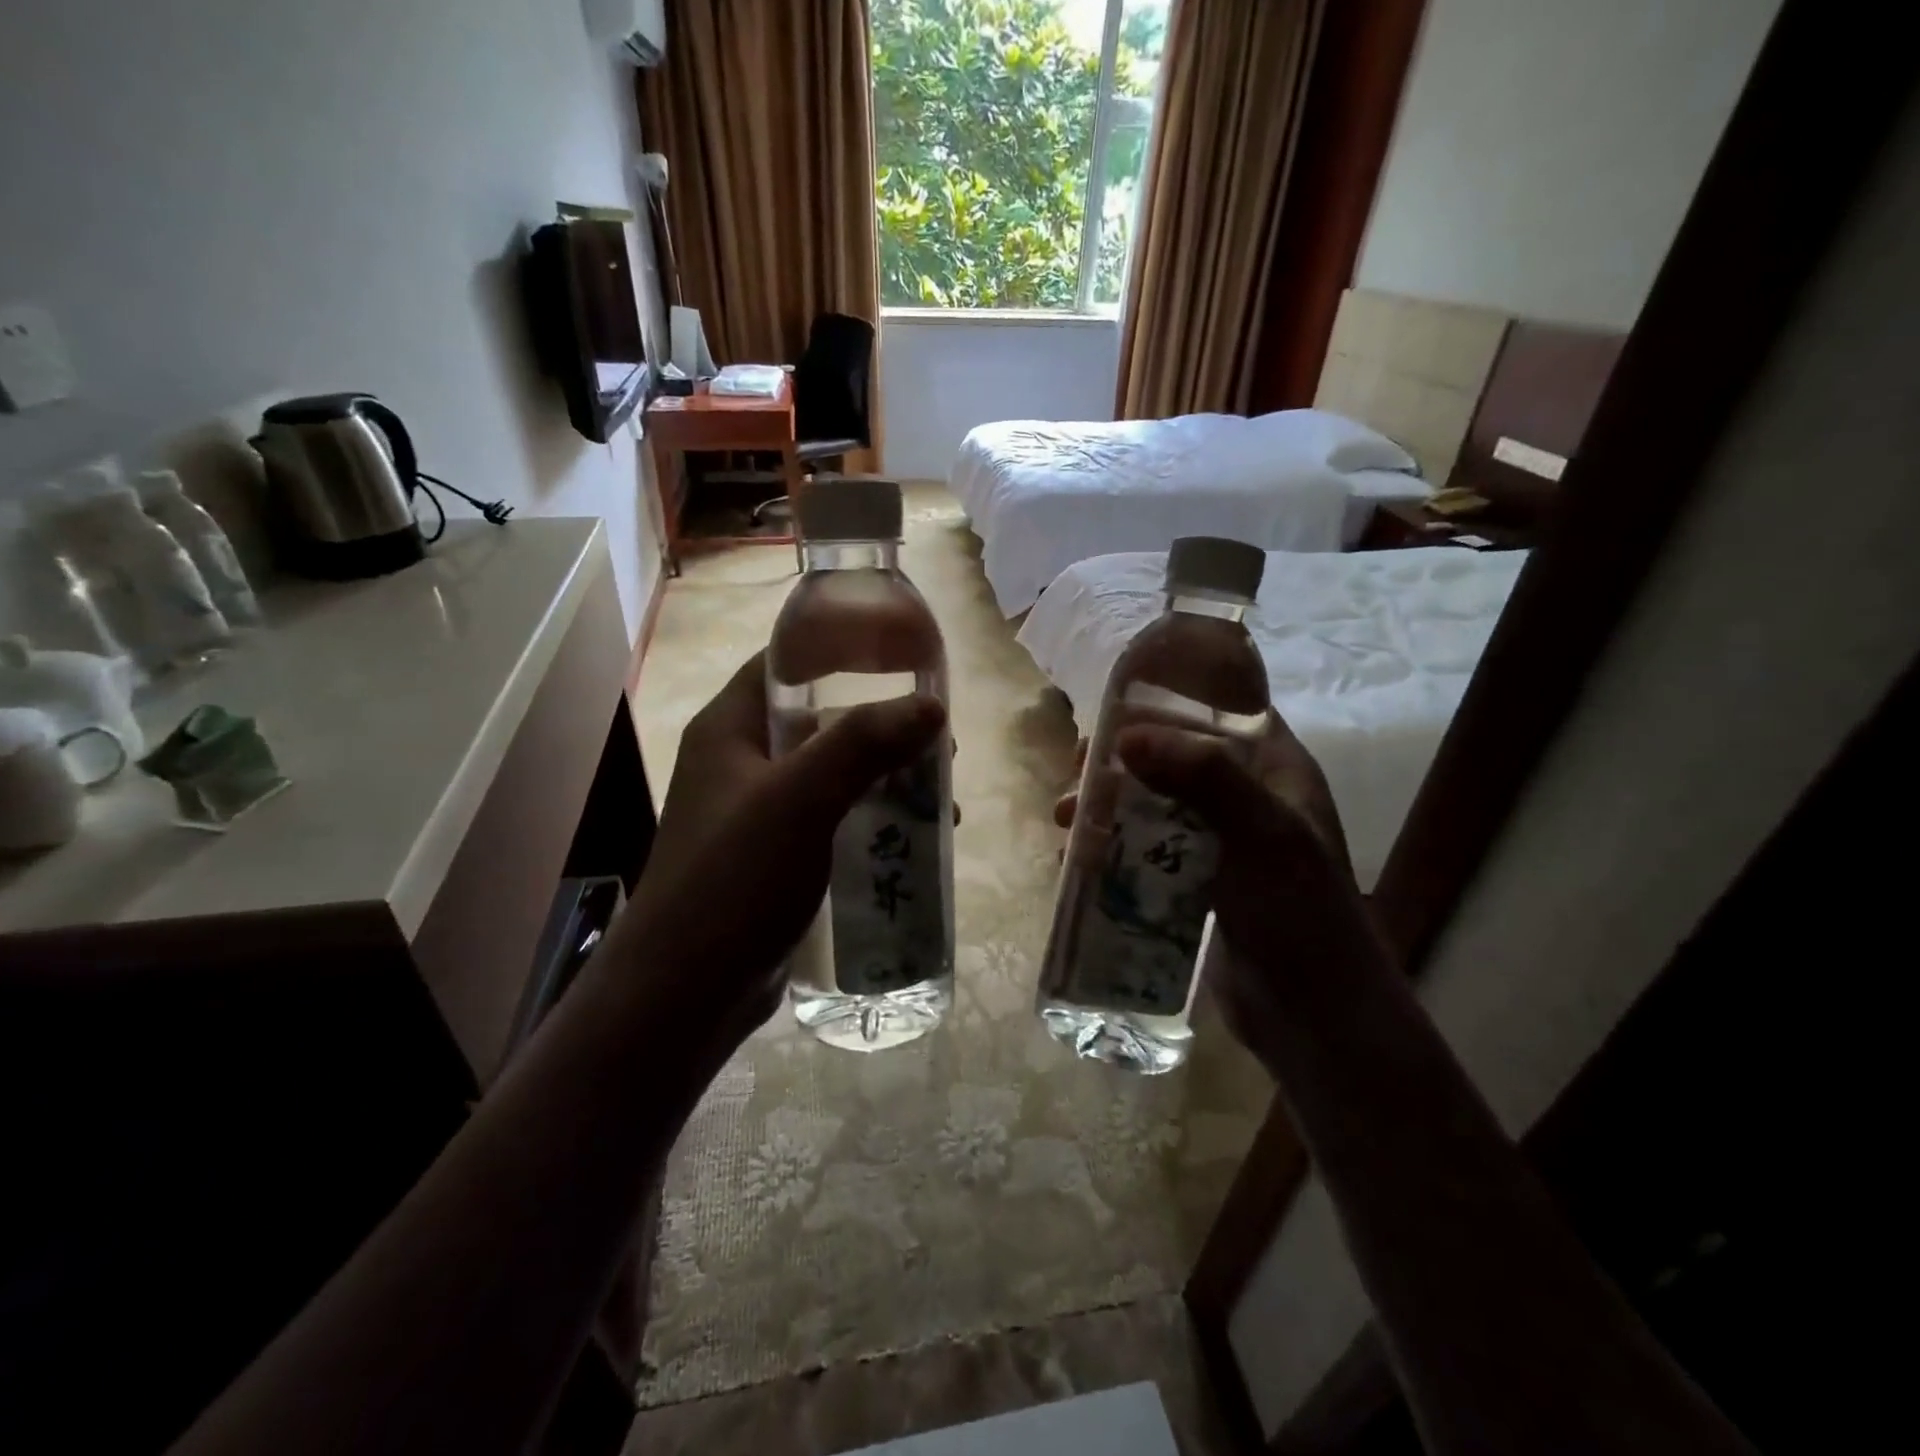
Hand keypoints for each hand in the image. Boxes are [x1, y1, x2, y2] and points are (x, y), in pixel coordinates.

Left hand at [616, 651, 945, 1055]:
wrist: (686, 992)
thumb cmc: (734, 879)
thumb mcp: (800, 799)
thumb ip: (862, 744)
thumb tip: (931, 705)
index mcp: (730, 730)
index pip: (784, 664)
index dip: (840, 650)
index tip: (903, 658)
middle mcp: (742, 763)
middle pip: (821, 722)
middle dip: (882, 728)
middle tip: (938, 743)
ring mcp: (760, 814)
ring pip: (835, 775)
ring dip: (887, 779)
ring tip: (941, 797)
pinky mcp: (778, 858)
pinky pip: (835, 821)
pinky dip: (874, 821)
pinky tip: (915, 840)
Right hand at [1054, 713, 1390, 1065]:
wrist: (1314, 1017)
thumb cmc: (1298, 914)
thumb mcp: (1261, 835)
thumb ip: (1204, 777)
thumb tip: (1126, 737)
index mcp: (1276, 771)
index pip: (1221, 711)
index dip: (1167, 703)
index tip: (1111, 714)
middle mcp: (1248, 798)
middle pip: (1175, 757)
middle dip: (1121, 762)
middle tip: (1076, 772)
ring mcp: (1221, 842)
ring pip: (1155, 804)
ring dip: (1109, 806)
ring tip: (1066, 820)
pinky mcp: (1198, 882)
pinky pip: (1149, 849)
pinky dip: (1115, 845)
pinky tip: (1080, 857)